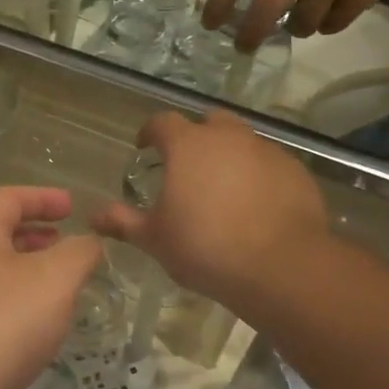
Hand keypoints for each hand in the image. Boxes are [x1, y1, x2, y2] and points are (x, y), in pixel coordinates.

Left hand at [0, 187, 103, 388]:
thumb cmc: (1, 323)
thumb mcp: (55, 279)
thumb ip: (79, 252)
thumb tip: (88, 242)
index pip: (10, 197)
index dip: (45, 197)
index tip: (73, 207)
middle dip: (37, 235)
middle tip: (68, 244)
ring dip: (29, 271)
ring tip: (62, 286)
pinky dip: (17, 302)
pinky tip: (38, 327)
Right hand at [92, 111, 327, 310]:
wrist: (280, 267)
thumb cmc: (205, 247)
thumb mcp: (156, 239)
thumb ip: (123, 222)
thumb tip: (93, 216)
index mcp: (188, 145)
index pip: (162, 122)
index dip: (150, 132)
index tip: (144, 147)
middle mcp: (228, 137)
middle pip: (209, 122)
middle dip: (196, 137)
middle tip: (188, 167)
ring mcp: (267, 151)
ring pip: (243, 142)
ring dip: (230, 156)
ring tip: (224, 190)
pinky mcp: (296, 171)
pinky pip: (270, 165)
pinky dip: (259, 176)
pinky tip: (256, 206)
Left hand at [203, 0, 388, 51]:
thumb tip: (231, 1)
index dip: (218, 3)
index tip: (208, 24)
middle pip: (265, 9)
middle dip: (250, 34)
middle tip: (243, 47)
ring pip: (300, 25)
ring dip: (298, 26)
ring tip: (308, 10)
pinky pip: (329, 27)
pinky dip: (328, 22)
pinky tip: (336, 4)